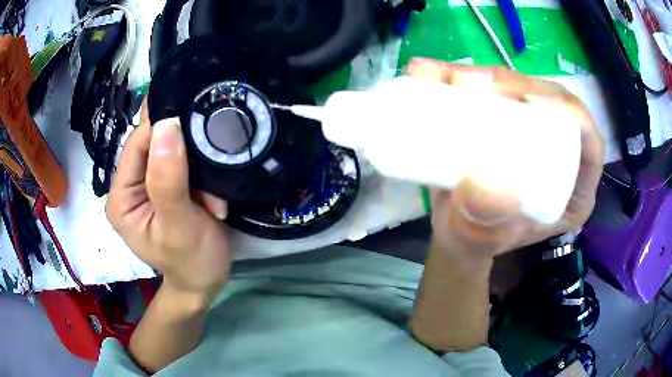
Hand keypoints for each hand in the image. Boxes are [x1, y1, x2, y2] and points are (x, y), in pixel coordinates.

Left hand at [106, 102, 230, 301]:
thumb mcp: (179, 226)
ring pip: (173, 151)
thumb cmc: (192, 262)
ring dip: (197, 167)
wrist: (206, 281)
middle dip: (185, 155)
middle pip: (154, 144)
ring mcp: (148, 185)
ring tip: (213, 196)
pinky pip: (184, 163)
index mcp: (121, 198)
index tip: (195, 127)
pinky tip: (211, 195)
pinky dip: (201, 174)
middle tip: (209, 173)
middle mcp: (129, 187)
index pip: (136, 145)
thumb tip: (166, 125)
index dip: (163, 129)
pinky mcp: (166, 186)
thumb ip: (168, 180)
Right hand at [408, 60, 603, 258]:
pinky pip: (495, 92)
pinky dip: (467, 78)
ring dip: (488, 76)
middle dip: (517, 84)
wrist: (451, 231)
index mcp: (572, 191)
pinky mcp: (508, 122)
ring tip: (448, 76)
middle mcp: (560, 157)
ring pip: (522, 91)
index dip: (569, 112)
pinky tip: (437, 71)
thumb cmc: (472, 243)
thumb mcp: (477, 244)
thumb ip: (481, 231)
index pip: (588, 144)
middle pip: (553, 105)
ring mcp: (534, 135)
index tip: (529, 99)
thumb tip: (481, 187)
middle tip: (470, 83)